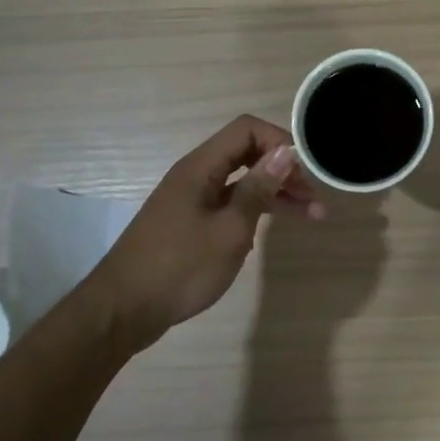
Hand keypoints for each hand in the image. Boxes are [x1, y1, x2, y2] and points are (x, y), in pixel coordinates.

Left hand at [88, 115, 324, 350]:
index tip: (306, 168)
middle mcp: (196, 175)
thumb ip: (257, 189)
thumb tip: (285, 153)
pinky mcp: (190, 222)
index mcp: (201, 167)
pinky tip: (272, 228)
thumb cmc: (180, 267)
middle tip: (316, 196)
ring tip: (313, 215)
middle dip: (284, 169)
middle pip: (246, 154)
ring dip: (275, 193)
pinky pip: (229, 203)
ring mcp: (192, 199)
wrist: (123, 310)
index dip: (280, 141)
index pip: (246, 130)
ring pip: (241, 182)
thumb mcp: (229, 230)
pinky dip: (254, 210)